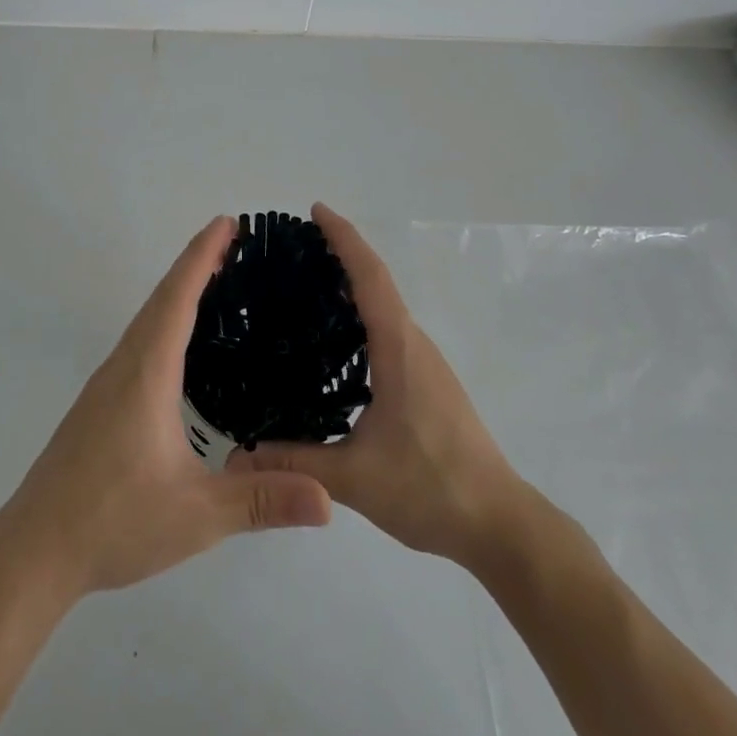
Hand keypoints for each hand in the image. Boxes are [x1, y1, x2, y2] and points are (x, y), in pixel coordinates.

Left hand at [0, 216, 331, 599]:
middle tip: (233, 242)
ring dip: (178, 291)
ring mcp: (106, 384)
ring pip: (146, 320)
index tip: (226, 222)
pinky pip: (138, 342)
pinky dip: (164, 320)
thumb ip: (261, 501)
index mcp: (147, 374)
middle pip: (161, 299)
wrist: (35, 550)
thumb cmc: (113, 522)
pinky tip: (180, 344)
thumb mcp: (196, 515)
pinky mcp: (100, 403)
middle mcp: (124, 366)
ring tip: (214, 280)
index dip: (201, 256)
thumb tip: (329, 499)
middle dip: (196, 264)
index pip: (177, 299)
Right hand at [229, 203, 526, 573]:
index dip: (345, 239)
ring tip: (307, 283)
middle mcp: (414, 344)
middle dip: (342, 253)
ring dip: (354, 283)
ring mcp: (425, 363)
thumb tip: (236, 458)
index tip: (316, 211)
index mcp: (399, 349)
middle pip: (378, 282)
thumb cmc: (432, 487)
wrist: (500, 524)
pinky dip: (364, 313)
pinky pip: (391, 329)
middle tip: (294, 247)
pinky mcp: (428, 382)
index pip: (370, 277)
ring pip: (386, 306)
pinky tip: (337, 340)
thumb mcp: (355, 478)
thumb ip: (296, 464)